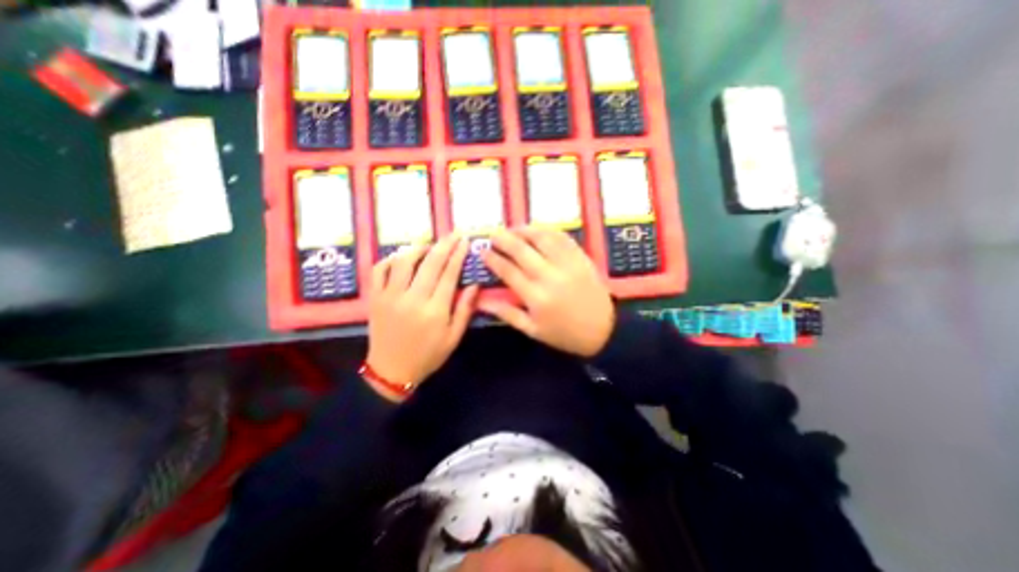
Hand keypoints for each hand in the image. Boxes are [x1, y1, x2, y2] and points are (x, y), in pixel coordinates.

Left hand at [365, 235, 477, 393]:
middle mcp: (412, 299)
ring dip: (418, 248)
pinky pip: (379, 270)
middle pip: (430, 263)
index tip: (465, 241)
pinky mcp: (375, 298)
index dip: (458, 255)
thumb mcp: (454, 337)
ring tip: (429, 245)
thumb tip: (475, 284)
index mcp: (435, 310)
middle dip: (444, 245)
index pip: (449, 274)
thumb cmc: (428, 355)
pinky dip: (391, 259)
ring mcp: (390, 296)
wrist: (391, 371)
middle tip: (454, 234)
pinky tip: (402, 258)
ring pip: (404, 261)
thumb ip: (465, 309)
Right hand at [478, 227, 611, 357]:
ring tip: (513, 229)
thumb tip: (480, 302)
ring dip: (525, 230)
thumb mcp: (532, 330)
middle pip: (522, 250)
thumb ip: (506, 313)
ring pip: (542, 239)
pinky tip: (538, 230)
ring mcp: (567, 264)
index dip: (493, 259)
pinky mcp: (581, 258)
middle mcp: (550, 276)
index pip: (508, 271)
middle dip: (504, 239)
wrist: (603, 330)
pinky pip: (563, 238)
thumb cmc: (564, 333)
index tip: (482, 251)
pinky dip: (548, 230)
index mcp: (536, 297)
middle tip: (493, 234)